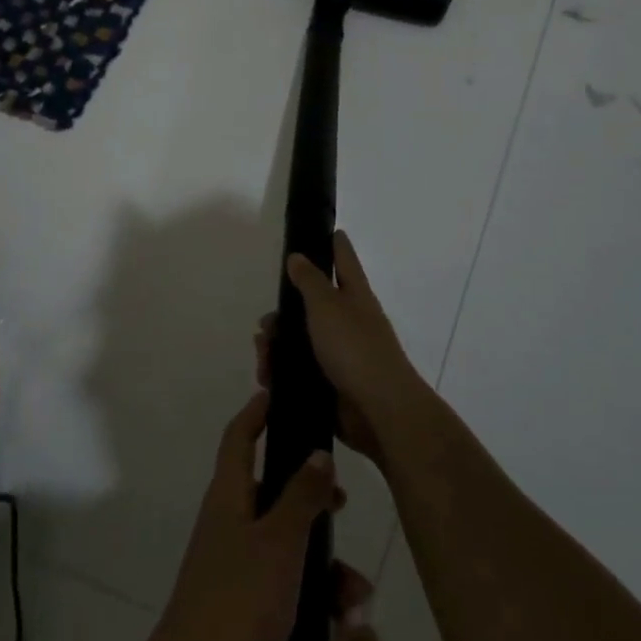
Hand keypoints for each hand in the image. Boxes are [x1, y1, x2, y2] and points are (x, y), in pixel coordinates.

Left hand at [145, 391, 340, 640]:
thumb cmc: (237, 603)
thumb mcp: (279, 544)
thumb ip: (301, 496)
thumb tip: (316, 451)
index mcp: (228, 497)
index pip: (239, 438)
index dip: (256, 413)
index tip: (278, 393)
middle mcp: (229, 523)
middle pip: (272, 491)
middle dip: (311, 496)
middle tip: (343, 499)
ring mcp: (235, 566)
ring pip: (288, 545)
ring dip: (325, 564)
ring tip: (356, 596)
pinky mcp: (246, 606)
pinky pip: (287, 586)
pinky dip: (315, 597)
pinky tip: (343, 624)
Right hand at [258, 231, 422, 466]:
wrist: (379, 411)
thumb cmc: (355, 348)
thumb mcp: (327, 306)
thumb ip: (309, 281)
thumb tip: (298, 256)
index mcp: (355, 296)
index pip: (344, 260)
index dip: (335, 244)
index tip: (326, 230)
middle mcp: (350, 322)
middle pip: (313, 306)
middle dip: (285, 313)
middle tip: (265, 324)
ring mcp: (342, 355)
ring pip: (302, 341)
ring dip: (278, 346)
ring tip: (262, 355)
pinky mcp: (332, 384)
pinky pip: (301, 371)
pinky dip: (282, 372)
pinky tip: (268, 377)